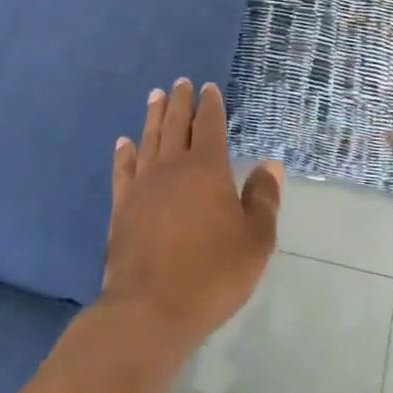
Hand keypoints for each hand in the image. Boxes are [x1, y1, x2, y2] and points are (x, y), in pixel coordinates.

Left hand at [100, 79, 281, 353]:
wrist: (151, 310)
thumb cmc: (212, 274)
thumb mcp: (255, 241)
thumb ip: (263, 199)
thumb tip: (271, 164)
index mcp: (207, 169)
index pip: (209, 126)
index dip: (210, 105)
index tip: (208, 88)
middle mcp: (172, 168)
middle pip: (174, 125)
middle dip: (179, 102)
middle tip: (179, 82)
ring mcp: (142, 187)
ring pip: (148, 140)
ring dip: (152, 116)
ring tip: (154, 96)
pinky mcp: (121, 208)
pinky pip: (123, 171)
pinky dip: (124, 154)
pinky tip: (123, 143)